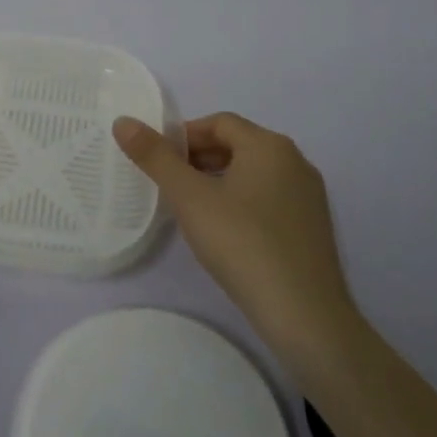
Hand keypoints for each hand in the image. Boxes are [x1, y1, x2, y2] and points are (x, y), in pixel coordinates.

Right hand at [114, 112, 356, 355]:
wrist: (304, 315)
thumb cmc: (242, 243)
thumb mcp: (189, 198)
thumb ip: (155, 157)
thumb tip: (123, 122)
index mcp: (269, 145)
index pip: (219, 123)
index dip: (184, 136)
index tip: (158, 161)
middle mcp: (295, 162)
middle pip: (237, 145)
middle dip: (199, 159)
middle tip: (169, 185)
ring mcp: (309, 196)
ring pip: (253, 174)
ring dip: (218, 181)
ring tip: (191, 209)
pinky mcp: (313, 227)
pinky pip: (269, 199)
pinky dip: (241, 203)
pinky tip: (225, 233)